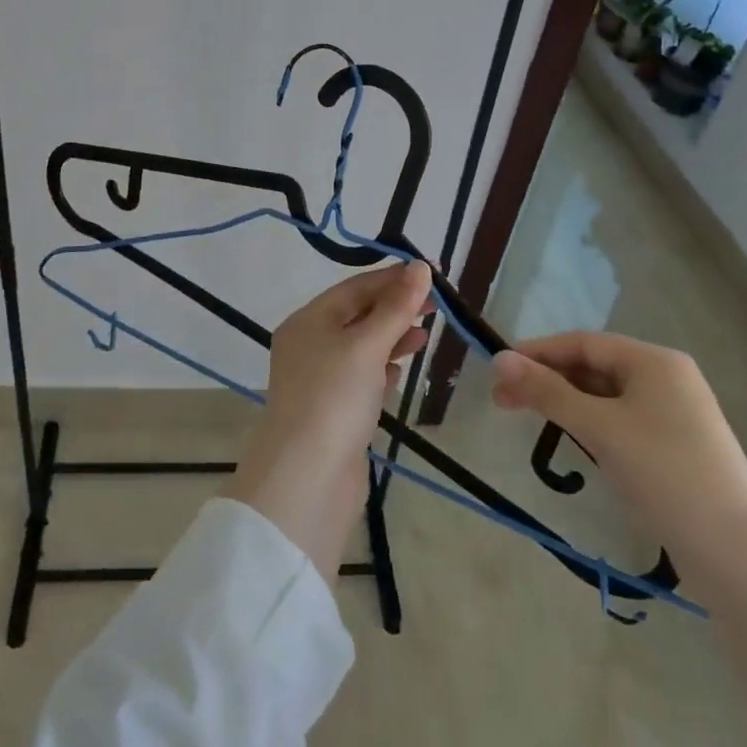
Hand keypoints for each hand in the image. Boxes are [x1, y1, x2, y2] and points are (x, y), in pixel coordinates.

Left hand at [228, 261, 431, 580]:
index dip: (394, 278)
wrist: (308, 479)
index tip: (432, 273)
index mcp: (309, 320)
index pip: (355, 287)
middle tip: (438, 304)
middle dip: (396, 306)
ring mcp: (320, 379)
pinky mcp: (334, 410)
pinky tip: (402, 369)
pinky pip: (362, 376)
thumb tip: (420, 267)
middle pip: (358, 314)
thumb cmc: (335, 398)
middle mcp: (310, 344)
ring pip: (362, 346)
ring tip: (425, 334)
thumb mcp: (367, 345)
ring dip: (392, 336)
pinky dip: (383, 367)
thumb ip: (396, 307)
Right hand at [492, 332, 746, 729]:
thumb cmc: (666, 474)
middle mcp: (666, 379)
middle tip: (502, 401)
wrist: (741, 557)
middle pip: (592, 367)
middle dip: (547, 379)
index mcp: (654, 361)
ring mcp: (673, 416)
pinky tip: (571, 440)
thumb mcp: (600, 428)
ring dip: (565, 403)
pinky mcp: (675, 449)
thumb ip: (548, 391)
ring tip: (528, 418)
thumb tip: (499, 358)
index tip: (497, 370)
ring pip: (604, 396)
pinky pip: (620, 422)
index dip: (537, 352)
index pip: (582, 343)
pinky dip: (589, 424)